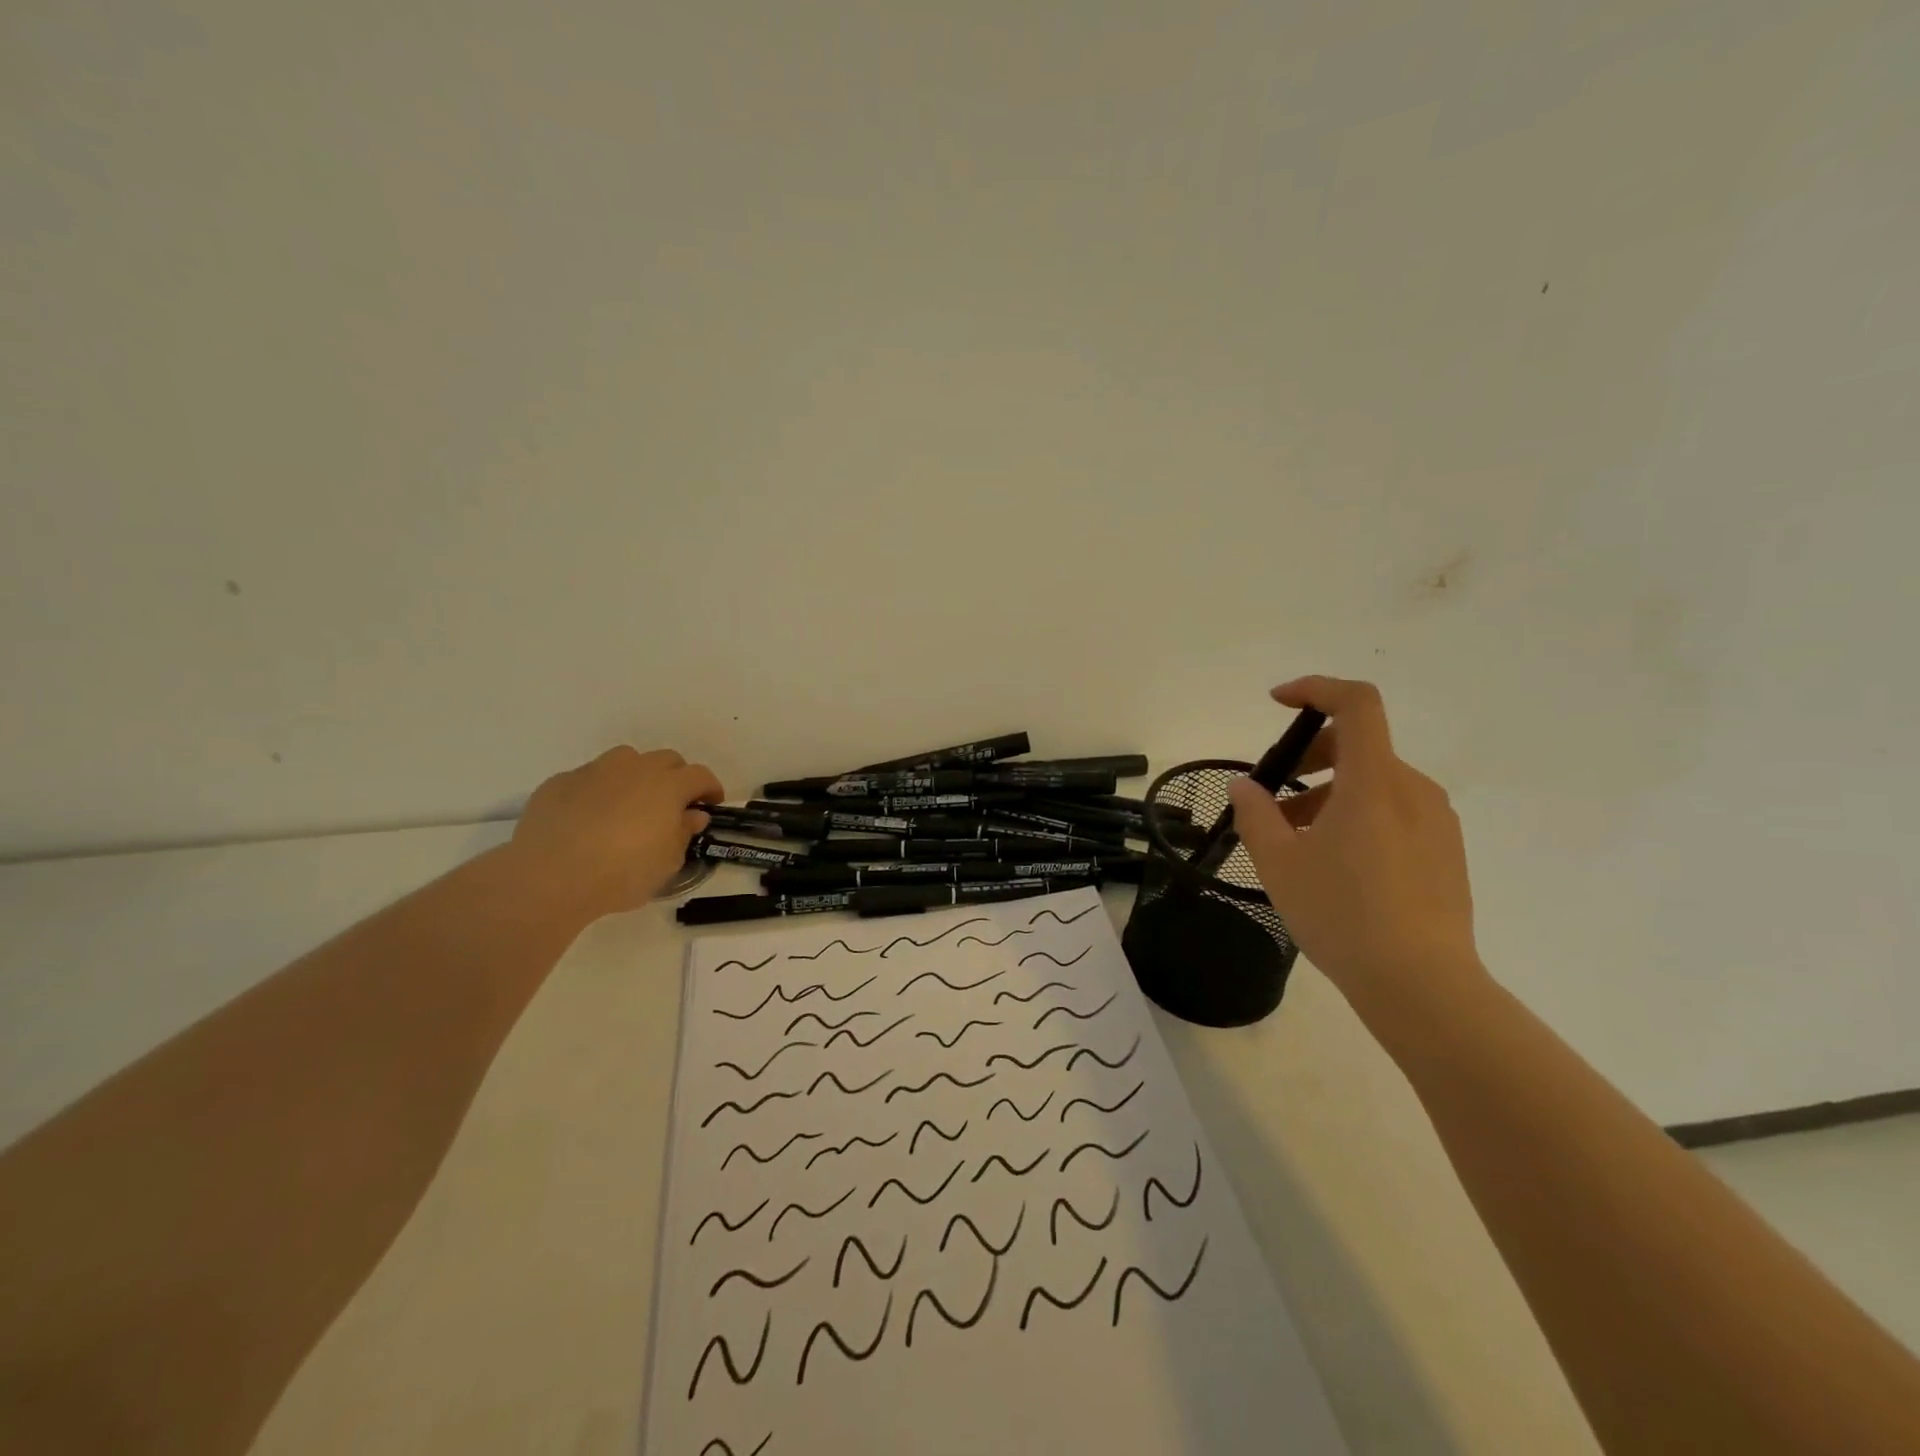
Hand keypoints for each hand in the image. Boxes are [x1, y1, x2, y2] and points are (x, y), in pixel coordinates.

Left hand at [511, 746, 723, 921]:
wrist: (551, 876)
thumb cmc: (623, 872)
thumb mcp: (668, 862)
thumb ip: (684, 832)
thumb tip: (693, 815)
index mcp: (668, 786)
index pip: (700, 775)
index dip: (710, 788)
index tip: (711, 804)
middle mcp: (634, 768)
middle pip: (666, 759)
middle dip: (675, 777)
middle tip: (672, 804)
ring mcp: (594, 771)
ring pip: (625, 760)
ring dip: (635, 776)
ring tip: (629, 804)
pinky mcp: (560, 782)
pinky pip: (588, 778)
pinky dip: (597, 791)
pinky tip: (588, 818)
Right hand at [1226, 676, 1480, 999]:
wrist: (1421, 985)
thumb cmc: (1342, 914)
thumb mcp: (1279, 863)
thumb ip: (1255, 814)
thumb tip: (1245, 785)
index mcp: (1374, 782)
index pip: (1356, 703)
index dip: (1316, 689)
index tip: (1278, 703)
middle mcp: (1413, 790)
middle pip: (1360, 744)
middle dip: (1311, 756)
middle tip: (1275, 796)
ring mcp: (1437, 822)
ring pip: (1376, 783)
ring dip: (1331, 793)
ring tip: (1298, 841)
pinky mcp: (1447, 852)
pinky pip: (1396, 812)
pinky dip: (1359, 816)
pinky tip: (1337, 864)